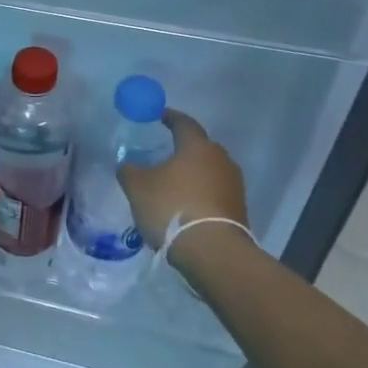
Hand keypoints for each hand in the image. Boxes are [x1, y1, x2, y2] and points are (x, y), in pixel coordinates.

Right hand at [118, 110, 250, 273]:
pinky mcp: (239, 208)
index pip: (184, 123)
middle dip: (184, 148)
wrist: (212, 251)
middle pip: (201, 147)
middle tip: (165, 153)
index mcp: (197, 146)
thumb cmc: (172, 207)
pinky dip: (201, 193)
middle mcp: (220, 159)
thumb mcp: (137, 187)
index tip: (160, 116)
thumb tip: (128, 165)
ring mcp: (233, 184)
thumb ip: (129, 170)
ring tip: (175, 183)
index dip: (170, 117)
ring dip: (194, 174)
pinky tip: (187, 205)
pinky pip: (216, 192)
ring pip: (210, 170)